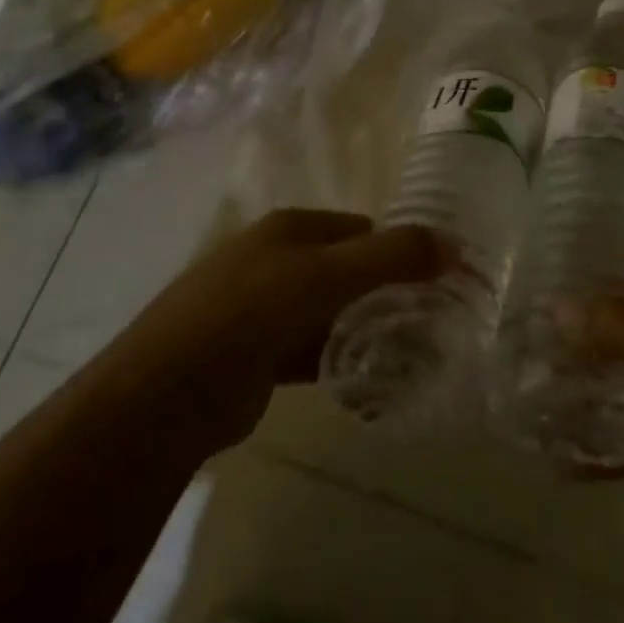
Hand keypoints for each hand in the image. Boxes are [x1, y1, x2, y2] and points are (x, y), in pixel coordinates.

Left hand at [119, 209, 445, 452]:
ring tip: (412, 352)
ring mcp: (263, 309)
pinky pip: (313, 350)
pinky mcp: (258, 355)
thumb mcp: (328, 275)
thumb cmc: (251, 313)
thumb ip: (393, 256)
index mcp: (290, 229)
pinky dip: (340, 359)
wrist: (167, 394)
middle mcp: (275, 260)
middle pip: (348, 270)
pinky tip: (371, 379)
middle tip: (431, 321)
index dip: (401, 250)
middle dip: (387, 292)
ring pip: (332, 312)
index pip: (363, 229)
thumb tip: (456, 244)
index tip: (439, 281)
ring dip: (365, 328)